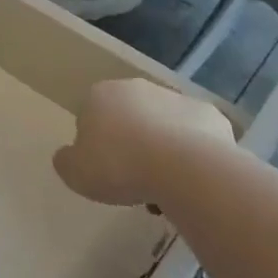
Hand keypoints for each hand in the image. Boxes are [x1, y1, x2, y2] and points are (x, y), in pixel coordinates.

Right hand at [54, 78, 236, 207]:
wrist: (184, 168)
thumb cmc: (120, 166)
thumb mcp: (75, 173)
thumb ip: (66, 161)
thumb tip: (69, 156)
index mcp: (100, 95)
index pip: (89, 116)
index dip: (95, 146)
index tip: (103, 171)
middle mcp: (137, 88)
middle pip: (128, 118)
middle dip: (130, 144)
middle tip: (133, 180)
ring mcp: (176, 99)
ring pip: (163, 126)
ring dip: (162, 150)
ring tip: (166, 188)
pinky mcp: (210, 116)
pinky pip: (196, 138)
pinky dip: (194, 155)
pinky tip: (192, 180)